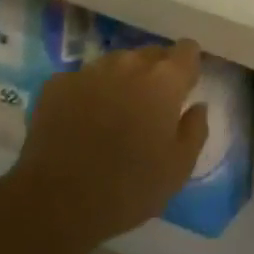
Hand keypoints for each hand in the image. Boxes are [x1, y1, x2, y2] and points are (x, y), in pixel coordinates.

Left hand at [6, 41, 209, 245]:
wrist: (55, 203)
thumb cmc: (128, 188)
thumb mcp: (178, 169)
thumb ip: (195, 130)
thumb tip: (197, 106)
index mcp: (164, 81)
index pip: (187, 49)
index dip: (188, 65)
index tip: (184, 86)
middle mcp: (128, 64)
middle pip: (150, 54)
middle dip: (155, 73)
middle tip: (149, 106)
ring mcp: (90, 71)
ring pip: (115, 63)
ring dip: (121, 80)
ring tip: (113, 113)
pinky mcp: (57, 84)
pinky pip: (82, 79)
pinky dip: (87, 93)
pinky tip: (81, 121)